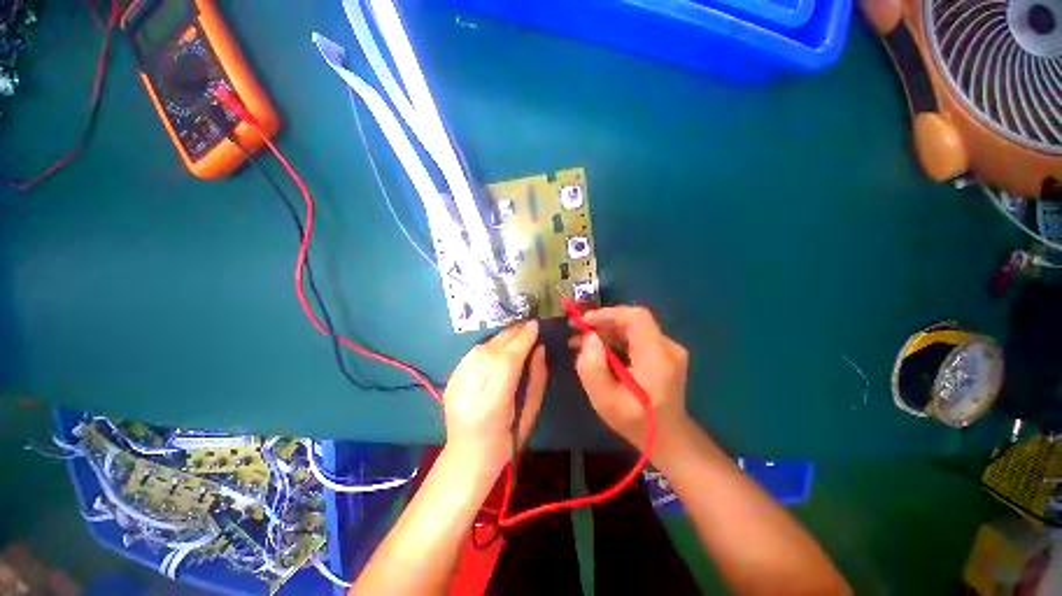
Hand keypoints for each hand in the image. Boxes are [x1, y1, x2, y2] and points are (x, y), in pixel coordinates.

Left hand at [442, 321, 546, 475]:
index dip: (522, 340)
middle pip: (491, 351)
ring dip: (500, 337)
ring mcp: (454, 385)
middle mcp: (468, 392)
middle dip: (511, 334)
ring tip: (516, 333)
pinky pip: (471, 354)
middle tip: (528, 325)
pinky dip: (488, 345)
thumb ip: (537, 380)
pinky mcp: (449, 381)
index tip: (535, 325)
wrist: (467, 458)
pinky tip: (499, 345)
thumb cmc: (506, 442)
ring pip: (479, 349)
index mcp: (491, 406)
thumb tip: (540, 349)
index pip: (507, 362)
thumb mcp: (530, 415)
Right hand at [570, 307, 690, 461]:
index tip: (584, 322)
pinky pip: (636, 339)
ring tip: (581, 342)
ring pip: (633, 329)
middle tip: (576, 330)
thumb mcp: (605, 400)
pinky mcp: (663, 355)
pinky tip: (598, 350)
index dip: (608, 314)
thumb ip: (592, 366)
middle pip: (633, 321)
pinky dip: (615, 340)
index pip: (636, 317)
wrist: (669, 440)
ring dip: (606, 331)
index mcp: (657, 356)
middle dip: (602, 322)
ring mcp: (668, 350)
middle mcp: (667, 347)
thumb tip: (589, 337)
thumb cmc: (635, 423)